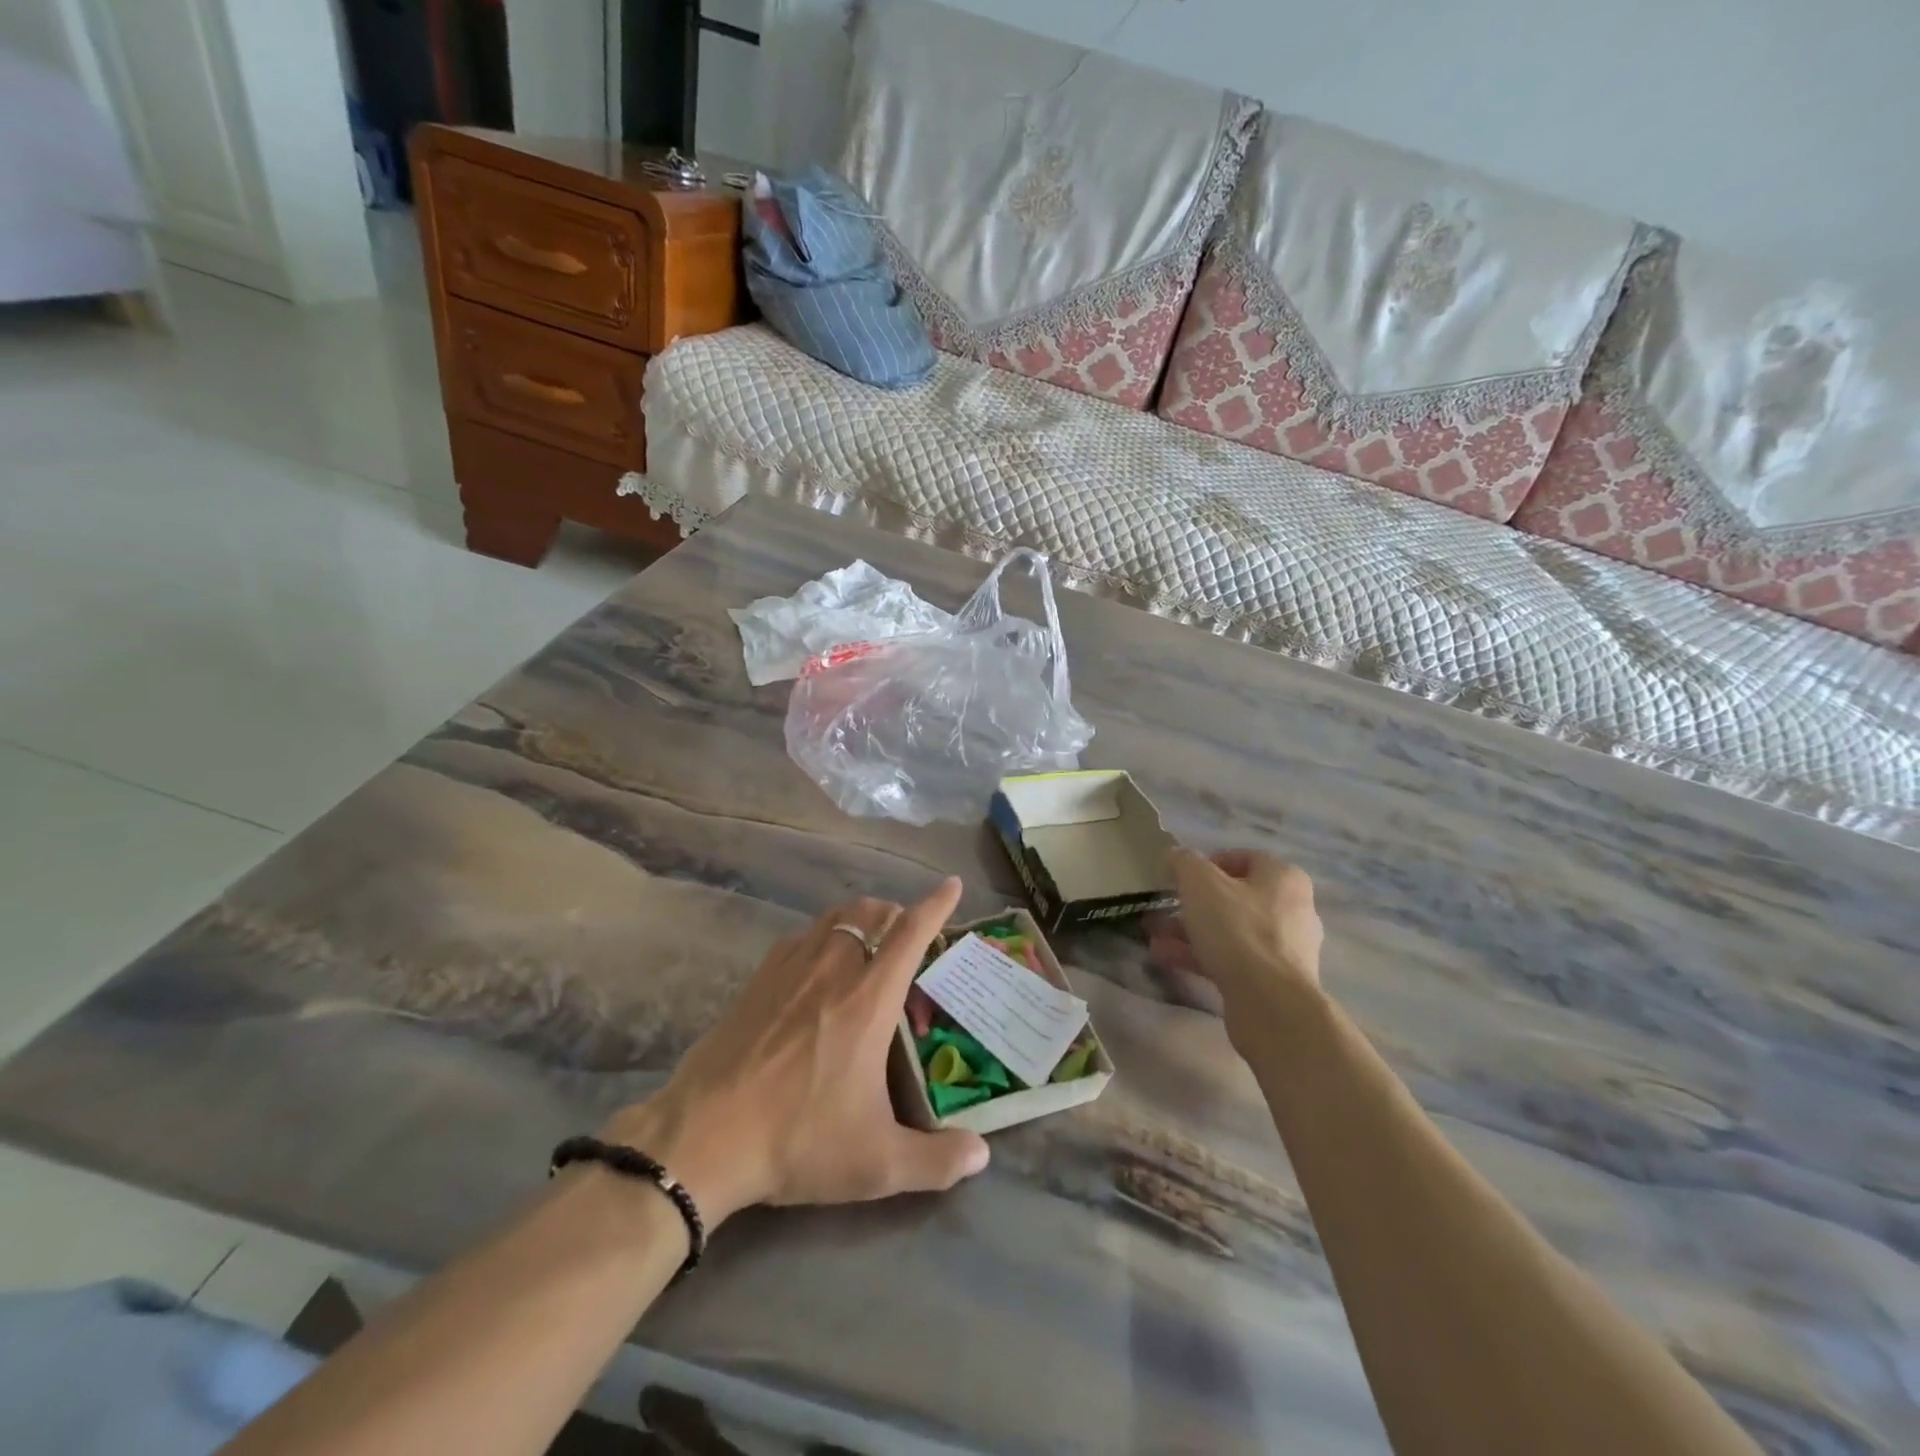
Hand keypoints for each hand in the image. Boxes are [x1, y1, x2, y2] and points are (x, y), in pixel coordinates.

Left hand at [603, 880, 989, 1225]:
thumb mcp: (877, 1163)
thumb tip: (982, 1156)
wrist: (704, 1137)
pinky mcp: (758, 978)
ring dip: (861, 920)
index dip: (936, 905)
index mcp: (869, 999)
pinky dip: (824, 936)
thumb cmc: (798, 1140)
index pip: (910, 933)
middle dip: (897, 914)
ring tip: (869, 947)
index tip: (952, 885)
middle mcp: (833, 969)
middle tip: (908, 941)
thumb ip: (937, 1161)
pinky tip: (818, 968)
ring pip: (835, 918)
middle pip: (871, 912)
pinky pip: (802, 936)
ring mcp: (790, 968)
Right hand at [1148, 849, 1324, 1054]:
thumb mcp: (1200, 884)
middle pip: (1234, 898)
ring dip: (1189, 932)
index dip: (1208, 863)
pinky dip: (1199, 956)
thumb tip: (1176, 855)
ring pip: (1229, 931)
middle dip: (1192, 904)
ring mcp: (1284, 948)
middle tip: (1162, 908)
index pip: (1244, 858)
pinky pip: (1231, 959)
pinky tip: (1165, 958)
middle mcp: (1291, 909)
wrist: (1270, 1003)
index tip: (1180, 877)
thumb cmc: (1237, 929)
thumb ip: (1184, 863)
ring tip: (1153, 937)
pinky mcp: (1273, 980)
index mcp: (1283, 878)